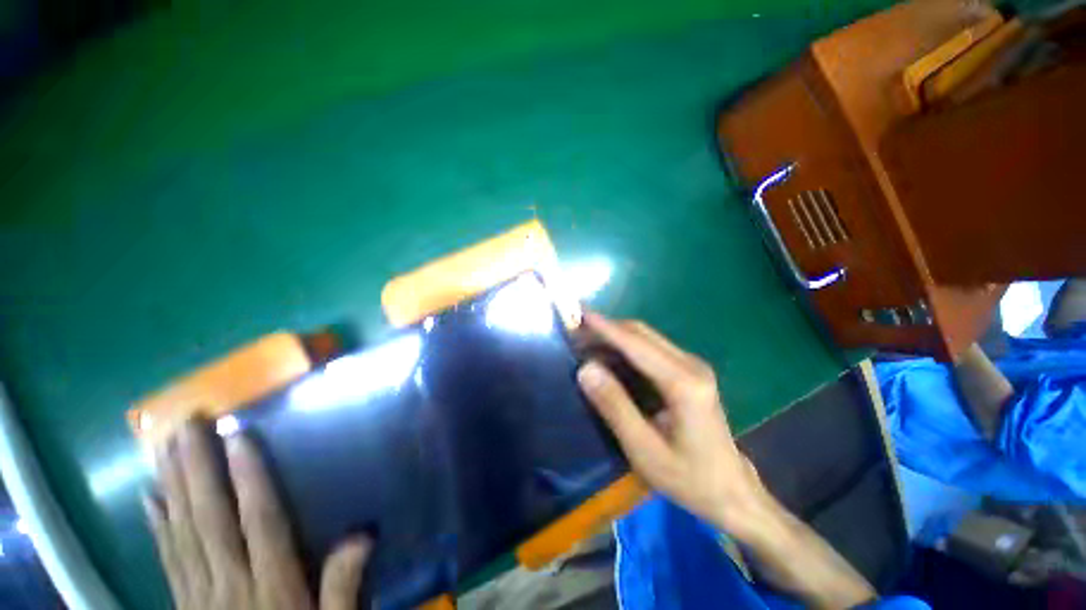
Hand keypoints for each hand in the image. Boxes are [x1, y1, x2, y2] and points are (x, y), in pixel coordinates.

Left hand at [145, 422, 370, 609]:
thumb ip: (343, 587)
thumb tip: (363, 534)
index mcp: (271, 586)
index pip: (260, 521)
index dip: (250, 478)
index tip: (239, 437)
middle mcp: (229, 582)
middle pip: (210, 520)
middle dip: (198, 469)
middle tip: (188, 425)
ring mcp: (199, 594)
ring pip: (182, 532)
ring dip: (173, 485)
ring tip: (165, 447)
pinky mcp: (183, 603)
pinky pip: (168, 558)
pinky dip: (158, 525)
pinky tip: (151, 498)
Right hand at [578, 313, 876, 607]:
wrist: (732, 491)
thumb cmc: (688, 478)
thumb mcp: (644, 450)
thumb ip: (614, 406)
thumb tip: (586, 368)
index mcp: (683, 383)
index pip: (636, 343)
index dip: (604, 327)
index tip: (578, 313)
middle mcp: (691, 365)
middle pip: (641, 333)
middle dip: (606, 328)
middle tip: (575, 331)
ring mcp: (692, 366)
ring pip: (646, 338)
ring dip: (614, 336)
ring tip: (585, 342)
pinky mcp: (689, 372)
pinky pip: (651, 349)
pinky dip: (625, 347)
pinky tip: (609, 356)